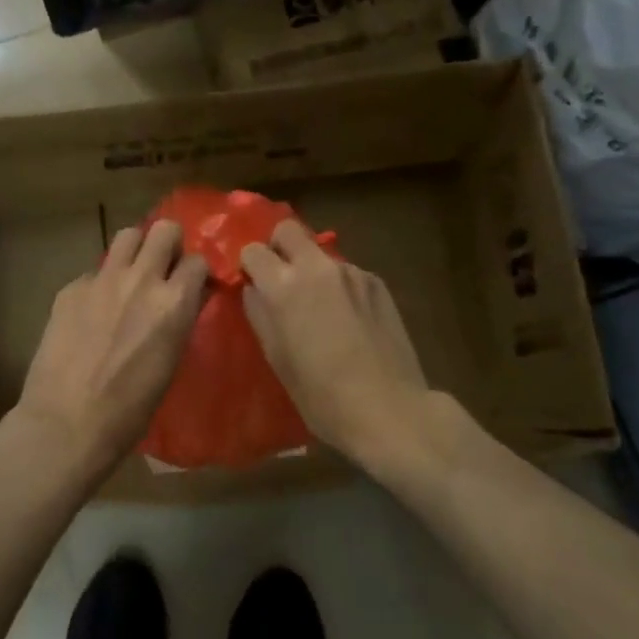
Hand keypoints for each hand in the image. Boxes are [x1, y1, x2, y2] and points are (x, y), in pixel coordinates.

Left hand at [18, 220, 208, 471]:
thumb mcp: (171, 361)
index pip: (197, 261)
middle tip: (162, 267)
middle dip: (168, 244)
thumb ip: (179, 319)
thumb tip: (185, 298)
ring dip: (135, 250)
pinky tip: (92, 312)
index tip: (191, 284)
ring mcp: (102, 279)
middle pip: (163, 230)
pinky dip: (99, 284)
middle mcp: (141, 279)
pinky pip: (93, 272)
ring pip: (126, 236)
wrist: (68, 422)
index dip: (195, 272)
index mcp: (174, 302)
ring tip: (130, 275)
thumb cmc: (130, 409)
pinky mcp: (71, 288)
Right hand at [240, 220, 429, 468]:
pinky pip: (347, 273)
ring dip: (311, 269)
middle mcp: (317, 267)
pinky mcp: (377, 283)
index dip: (249, 266)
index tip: (252, 285)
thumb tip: (254, 289)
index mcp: (284, 286)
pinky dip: (338, 286)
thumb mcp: (276, 358)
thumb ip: (259, 314)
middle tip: (280, 279)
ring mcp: (352, 272)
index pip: (253, 250)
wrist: (388, 408)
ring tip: (320, 308)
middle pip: (288, 229)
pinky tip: (348, 320)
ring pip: (320, 253)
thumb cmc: (321, 394)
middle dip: (278, 247)